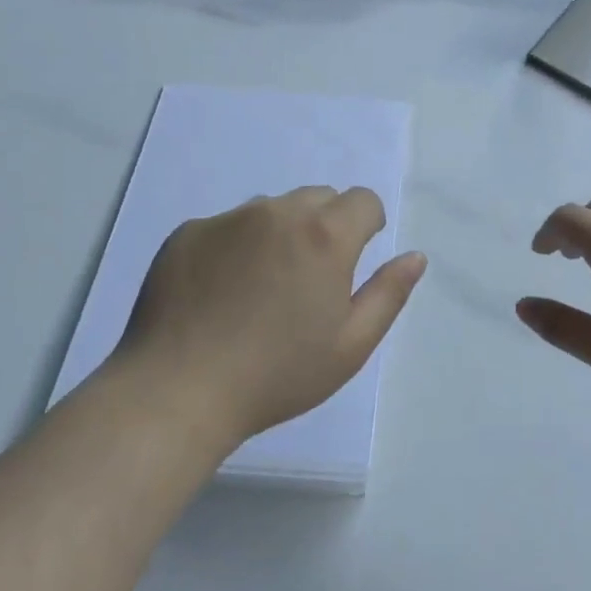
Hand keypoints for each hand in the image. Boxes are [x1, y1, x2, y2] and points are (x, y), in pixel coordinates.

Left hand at [118, 187, 426, 442]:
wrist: (176, 392)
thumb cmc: (276, 375)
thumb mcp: (350, 346)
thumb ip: (389, 294)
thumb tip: (414, 256)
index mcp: (325, 236)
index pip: (363, 200)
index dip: (367, 226)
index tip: (355, 259)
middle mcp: (278, 213)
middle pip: (318, 198)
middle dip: (326, 226)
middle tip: (310, 279)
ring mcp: (228, 219)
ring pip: (271, 209)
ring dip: (280, 233)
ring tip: (261, 287)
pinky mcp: (188, 232)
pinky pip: (227, 225)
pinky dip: (235, 246)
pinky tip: (219, 293)